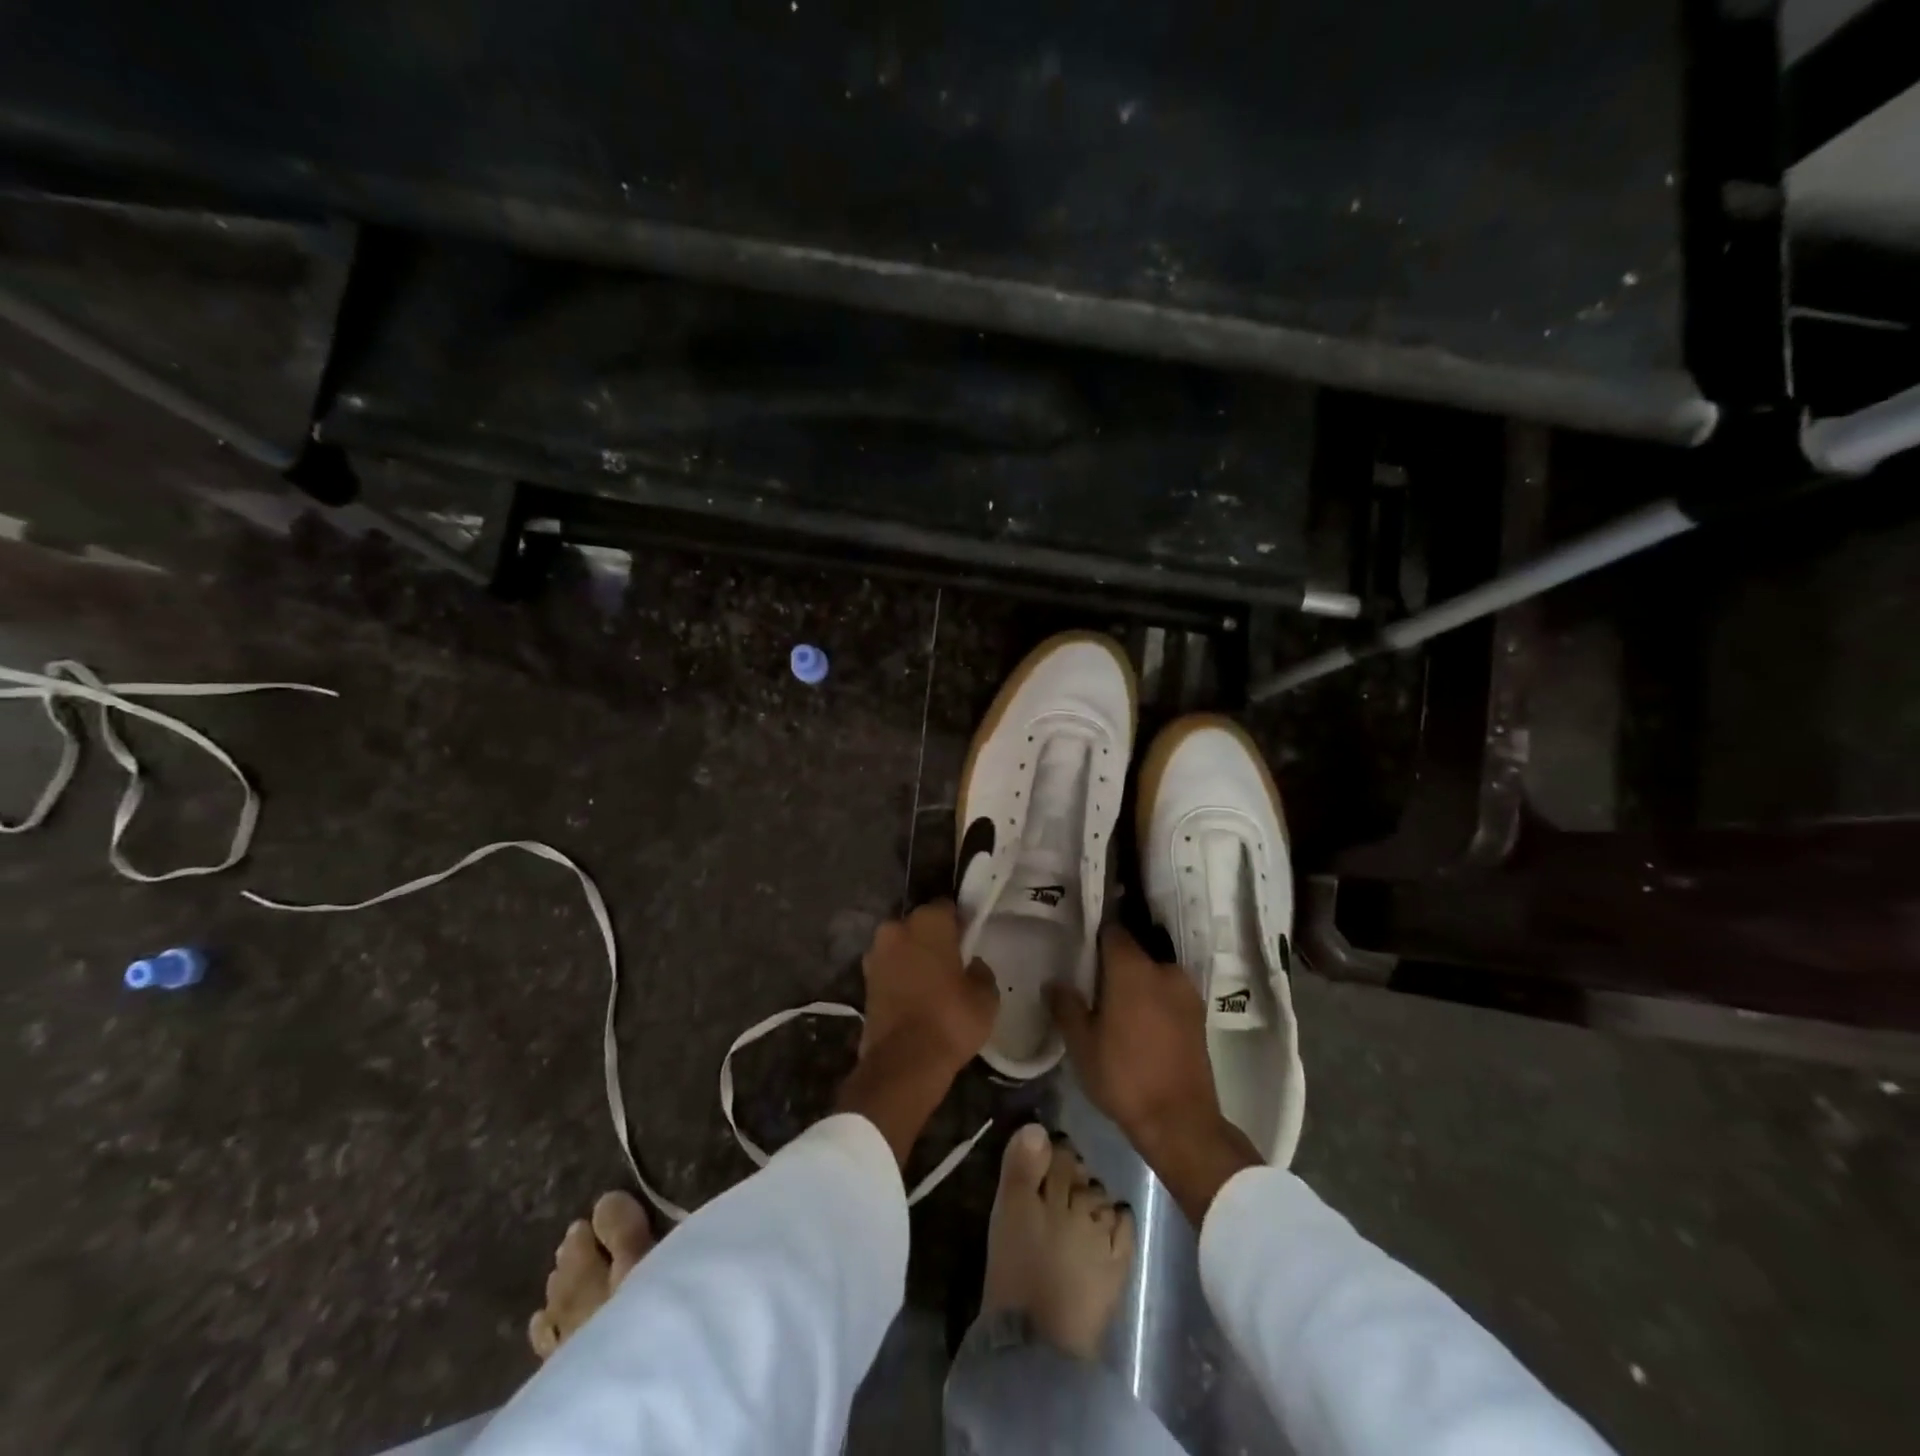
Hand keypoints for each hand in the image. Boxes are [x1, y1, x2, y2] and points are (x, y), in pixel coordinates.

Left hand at [857, 900, 998, 1074]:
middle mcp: (896, 928)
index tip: (969, 939)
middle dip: (932, 938)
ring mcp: (875, 955)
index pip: (947, 908)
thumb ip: (980, 971)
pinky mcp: (864, 982)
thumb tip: (970, 966)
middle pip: (919, 925)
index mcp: (927, 921)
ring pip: (901, 947)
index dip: (959, 922)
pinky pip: (890, 970)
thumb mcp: (986, 996)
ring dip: (913, 958)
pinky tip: (916, 998)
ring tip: (933, 984)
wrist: (903, 1062)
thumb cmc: (950, 1019)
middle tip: (952, 962)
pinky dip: (901, 978)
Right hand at [1048, 925, 1260, 1224]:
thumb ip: (1066, 1006)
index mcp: (1132, 968)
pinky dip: (1153, 995)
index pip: (1113, 929)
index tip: (1080, 940)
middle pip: (1135, 948)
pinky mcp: (1198, 1013)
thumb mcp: (1082, 1045)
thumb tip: (1053, 982)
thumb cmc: (1124, 1077)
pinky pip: (1168, 990)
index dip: (1095, 931)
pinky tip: (1139, 1019)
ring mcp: (1186, 991)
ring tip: (1115, 1000)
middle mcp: (1163, 969)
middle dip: (1114, 957)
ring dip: (1136, 978)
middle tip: (1092, 975)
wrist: (1180, 1121)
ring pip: (1153, 970)